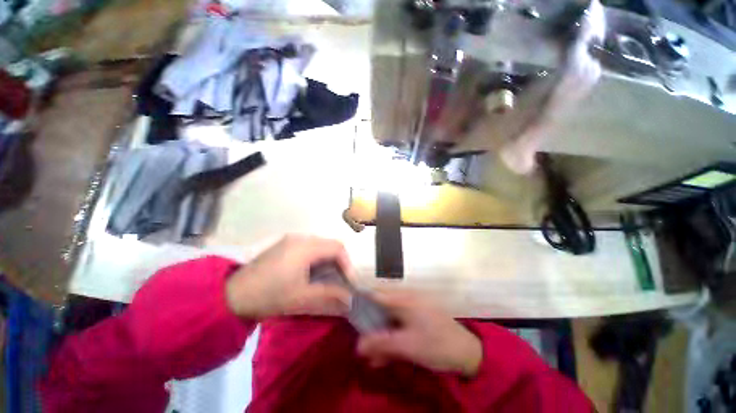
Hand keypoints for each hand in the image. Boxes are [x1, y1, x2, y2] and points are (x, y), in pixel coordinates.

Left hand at [225, 235, 352, 318]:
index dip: (348, 264)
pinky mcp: (284, 245)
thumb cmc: (269, 295)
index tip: (349, 283)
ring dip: (329, 260)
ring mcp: (291, 239)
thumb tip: (350, 300)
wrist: (231, 295)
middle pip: (330, 244)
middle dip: (340, 262)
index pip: (338, 248)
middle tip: (341, 281)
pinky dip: (318, 258)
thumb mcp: (302, 299)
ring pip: (321, 245)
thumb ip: (329, 297)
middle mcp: (301, 238)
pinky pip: (310, 247)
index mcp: (305, 247)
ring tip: (329, 278)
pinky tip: (312, 273)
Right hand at [357, 291, 482, 376]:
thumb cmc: (436, 344)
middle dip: (371, 327)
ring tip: (376, 358)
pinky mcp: (418, 316)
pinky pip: (399, 323)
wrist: (467, 352)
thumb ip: (381, 343)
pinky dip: (393, 336)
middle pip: (381, 308)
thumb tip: (357, 345)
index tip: (349, 314)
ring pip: (390, 318)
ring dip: (382, 336)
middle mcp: (407, 298)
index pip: (375, 294)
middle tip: (364, 347)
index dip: (361, 302)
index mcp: (403, 299)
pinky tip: (389, 355)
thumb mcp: (407, 346)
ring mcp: (413, 307)